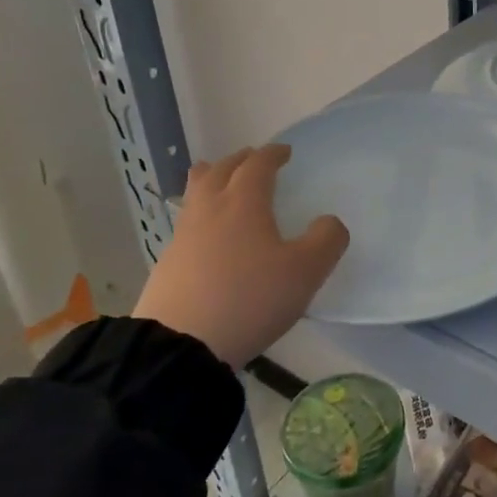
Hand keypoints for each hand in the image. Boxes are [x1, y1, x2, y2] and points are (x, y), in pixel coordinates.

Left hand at [134, 144, 348, 368]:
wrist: (181, 344)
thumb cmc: (250, 298)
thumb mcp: (305, 272)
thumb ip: (326, 240)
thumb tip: (328, 221)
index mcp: (244, 202)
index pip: (258, 165)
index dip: (272, 154)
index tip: (285, 152)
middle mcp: (210, 208)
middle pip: (220, 170)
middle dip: (240, 160)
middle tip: (253, 160)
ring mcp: (183, 235)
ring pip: (196, 192)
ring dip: (212, 178)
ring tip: (221, 181)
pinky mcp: (168, 262)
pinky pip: (187, 220)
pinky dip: (201, 211)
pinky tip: (208, 230)